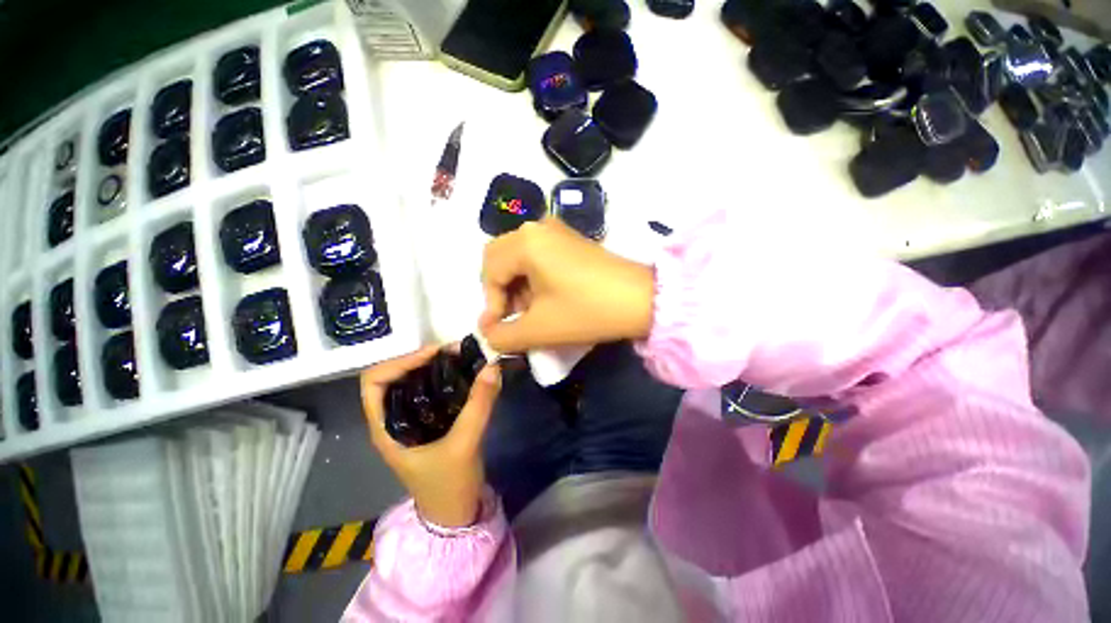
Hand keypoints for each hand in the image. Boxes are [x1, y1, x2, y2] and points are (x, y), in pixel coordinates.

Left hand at [361, 346, 501, 527]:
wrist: (455, 514)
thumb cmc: (449, 486)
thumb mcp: (465, 444)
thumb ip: (479, 404)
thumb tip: (492, 367)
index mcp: (385, 427)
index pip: (375, 381)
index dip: (401, 361)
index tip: (435, 355)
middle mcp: (392, 419)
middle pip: (395, 376)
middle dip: (422, 359)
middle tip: (454, 353)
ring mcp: (409, 421)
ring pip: (413, 382)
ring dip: (435, 367)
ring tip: (461, 359)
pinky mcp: (427, 422)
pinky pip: (430, 391)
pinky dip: (444, 379)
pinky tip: (463, 375)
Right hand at [480, 218, 655, 352]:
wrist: (642, 300)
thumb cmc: (586, 311)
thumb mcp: (538, 329)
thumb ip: (502, 336)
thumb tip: (488, 333)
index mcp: (525, 242)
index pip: (489, 272)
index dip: (491, 304)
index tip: (501, 329)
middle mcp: (537, 227)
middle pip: (500, 258)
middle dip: (501, 292)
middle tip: (513, 317)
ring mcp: (556, 230)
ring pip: (519, 257)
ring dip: (517, 286)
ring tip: (531, 312)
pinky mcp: (571, 240)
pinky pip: (538, 255)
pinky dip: (533, 277)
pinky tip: (547, 298)